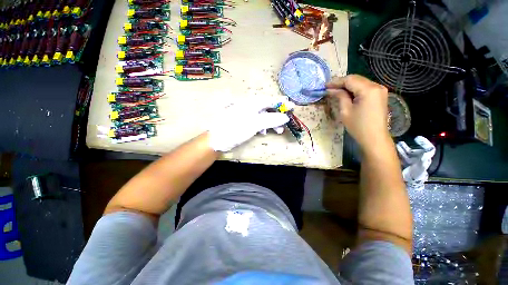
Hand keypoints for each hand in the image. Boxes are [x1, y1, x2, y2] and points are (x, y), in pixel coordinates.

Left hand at [207, 98, 289, 151]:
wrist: (218, 139)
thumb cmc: (236, 129)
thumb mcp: (255, 124)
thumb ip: (271, 120)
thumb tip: (285, 117)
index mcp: (252, 103)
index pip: (270, 100)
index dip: (282, 103)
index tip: (292, 107)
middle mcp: (250, 106)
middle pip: (268, 108)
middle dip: (277, 116)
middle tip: (286, 123)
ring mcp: (247, 114)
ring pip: (263, 116)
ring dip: (271, 123)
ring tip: (278, 131)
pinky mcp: (245, 122)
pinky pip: (257, 122)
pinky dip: (263, 126)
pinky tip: (263, 132)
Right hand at [326, 75, 389, 149]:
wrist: (374, 138)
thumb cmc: (358, 126)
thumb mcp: (345, 111)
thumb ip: (340, 96)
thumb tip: (331, 90)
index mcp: (368, 89)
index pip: (349, 80)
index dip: (336, 82)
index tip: (325, 86)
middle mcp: (377, 86)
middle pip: (356, 79)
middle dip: (342, 83)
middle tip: (329, 88)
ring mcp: (380, 90)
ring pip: (360, 82)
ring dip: (348, 86)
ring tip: (336, 91)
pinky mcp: (380, 95)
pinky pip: (365, 88)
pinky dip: (355, 89)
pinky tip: (347, 94)